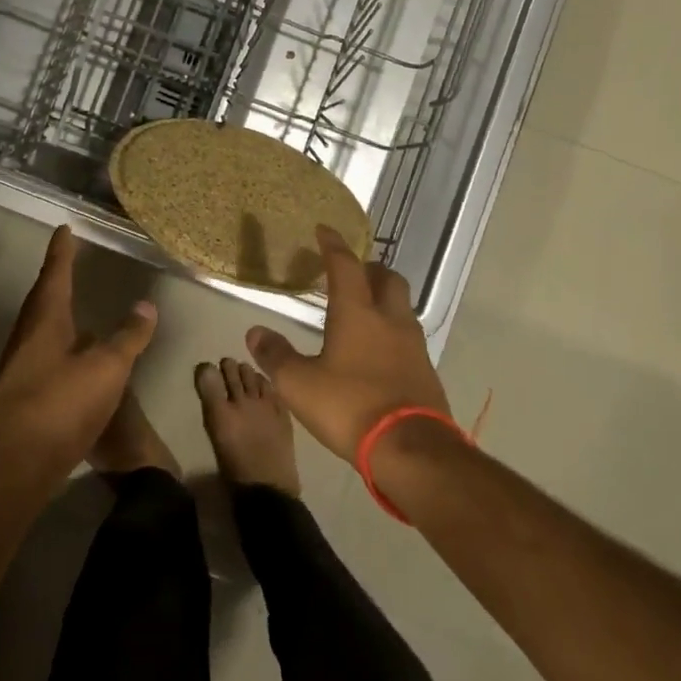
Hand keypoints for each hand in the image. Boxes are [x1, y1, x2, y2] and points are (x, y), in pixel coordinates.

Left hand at [0, 225, 157, 486]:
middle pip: (41, 300)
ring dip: (56, 314)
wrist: (14, 464)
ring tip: (74, 308)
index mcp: (44, 321)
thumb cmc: (60, 405)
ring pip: (40, 329)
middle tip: (67, 263)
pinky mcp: (20, 394)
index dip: (62, 252)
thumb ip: (128, 337)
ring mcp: (19, 367)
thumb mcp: (106, 369)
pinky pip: (42, 356)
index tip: (64, 229)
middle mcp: (26, 337)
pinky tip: (72, 360)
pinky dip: (59, 346)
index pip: (55, 275)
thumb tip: (145, 305)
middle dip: (55, 280)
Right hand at [245, 225, 446, 462]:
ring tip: (363, 309)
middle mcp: (390, 320)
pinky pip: (408, 337)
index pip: (345, 266)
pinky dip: (392, 331)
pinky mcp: (426, 372)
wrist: (412, 450)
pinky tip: (378, 350)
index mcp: (357, 313)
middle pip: (387, 278)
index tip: (324, 230)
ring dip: (384, 299)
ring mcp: (414, 346)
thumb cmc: (349, 406)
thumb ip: (276, 356)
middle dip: (369, 269)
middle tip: (351, 272)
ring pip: (401, 307)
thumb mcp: (299, 385)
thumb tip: (254, 332)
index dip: (333, 245)